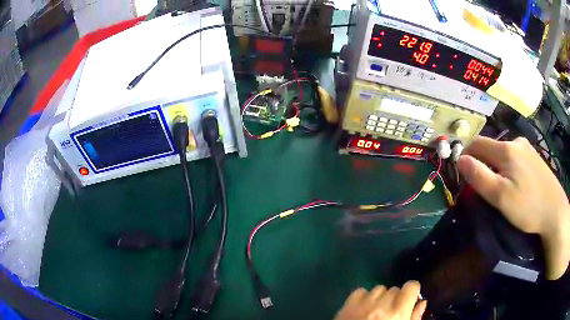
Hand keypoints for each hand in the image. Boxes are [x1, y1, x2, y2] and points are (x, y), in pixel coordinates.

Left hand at [335, 281, 426, 319]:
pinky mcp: (348, 305)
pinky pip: (361, 292)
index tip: (410, 300)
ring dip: (380, 298)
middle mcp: (382, 303)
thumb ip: (414, 317)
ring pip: (379, 289)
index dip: (412, 292)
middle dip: (395, 299)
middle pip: (395, 289)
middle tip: (391, 313)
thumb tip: (421, 303)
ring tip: (376, 312)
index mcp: (399, 311)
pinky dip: (364, 298)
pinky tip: (363, 309)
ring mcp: (364, 303)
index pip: (411, 286)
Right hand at [458, 136, 569, 279]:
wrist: (554, 211)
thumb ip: (479, 176)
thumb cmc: (527, 207)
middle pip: (491, 148)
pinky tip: (515, 182)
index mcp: (506, 149)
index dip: (466, 156)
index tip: (463, 175)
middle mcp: (516, 141)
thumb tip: (460, 159)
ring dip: (496, 166)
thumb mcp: (500, 197)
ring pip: (503, 153)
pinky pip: (514, 156)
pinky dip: (508, 166)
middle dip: (482, 163)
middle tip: (484, 188)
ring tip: (500, 187)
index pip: (477, 144)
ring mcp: (527, 148)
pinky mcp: (534, 156)